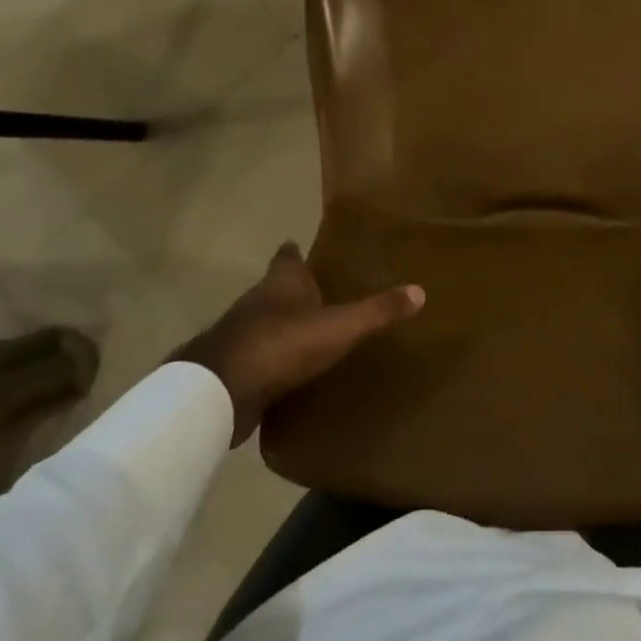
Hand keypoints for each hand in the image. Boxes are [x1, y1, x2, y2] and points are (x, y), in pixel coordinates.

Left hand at [170, 242, 423, 445]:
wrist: (220, 392)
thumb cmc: (282, 343)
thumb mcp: (340, 326)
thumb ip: (378, 310)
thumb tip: (420, 291)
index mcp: (282, 282)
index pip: (288, 256)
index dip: (297, 251)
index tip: (307, 248)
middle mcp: (257, 301)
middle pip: (277, 288)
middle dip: (297, 291)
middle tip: (325, 294)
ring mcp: (240, 335)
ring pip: (266, 322)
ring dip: (285, 326)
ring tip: (314, 334)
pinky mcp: (233, 369)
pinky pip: (259, 358)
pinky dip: (274, 361)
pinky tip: (292, 373)